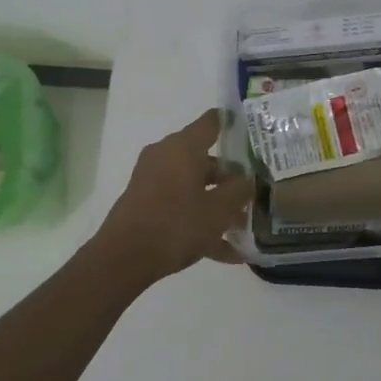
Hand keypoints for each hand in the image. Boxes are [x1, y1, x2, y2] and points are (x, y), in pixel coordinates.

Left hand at [94, 110, 253, 283]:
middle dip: (231, 178)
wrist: (124, 258)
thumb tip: (247, 179)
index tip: (254, 131)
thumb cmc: (176, 225)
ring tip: (244, 228)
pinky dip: (201, 223)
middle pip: (206, 160)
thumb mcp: (219, 210)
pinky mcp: (145, 204)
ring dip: (218, 204)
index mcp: (183, 147)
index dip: (234, 123)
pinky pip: (181, 207)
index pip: (212, 122)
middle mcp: (165, 156)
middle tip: (256, 190)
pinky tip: (227, 253)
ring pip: (194, 186)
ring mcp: (152, 181)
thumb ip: (240, 190)